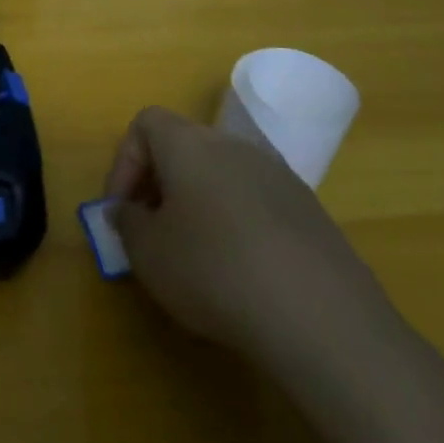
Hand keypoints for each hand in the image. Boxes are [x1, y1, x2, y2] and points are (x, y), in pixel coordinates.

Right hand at [106, 106, 392, 363]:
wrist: (322, 319)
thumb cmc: (213, 271)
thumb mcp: (147, 252)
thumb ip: (127, 221)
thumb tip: (128, 209)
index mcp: (190, 145)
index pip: (146, 123)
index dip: (124, 162)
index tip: (121, 208)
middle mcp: (236, 147)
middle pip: (185, 148)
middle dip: (160, 184)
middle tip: (151, 232)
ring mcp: (280, 177)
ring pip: (222, 176)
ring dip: (198, 204)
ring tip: (194, 256)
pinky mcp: (311, 212)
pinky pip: (256, 204)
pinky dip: (237, 225)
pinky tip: (241, 273)